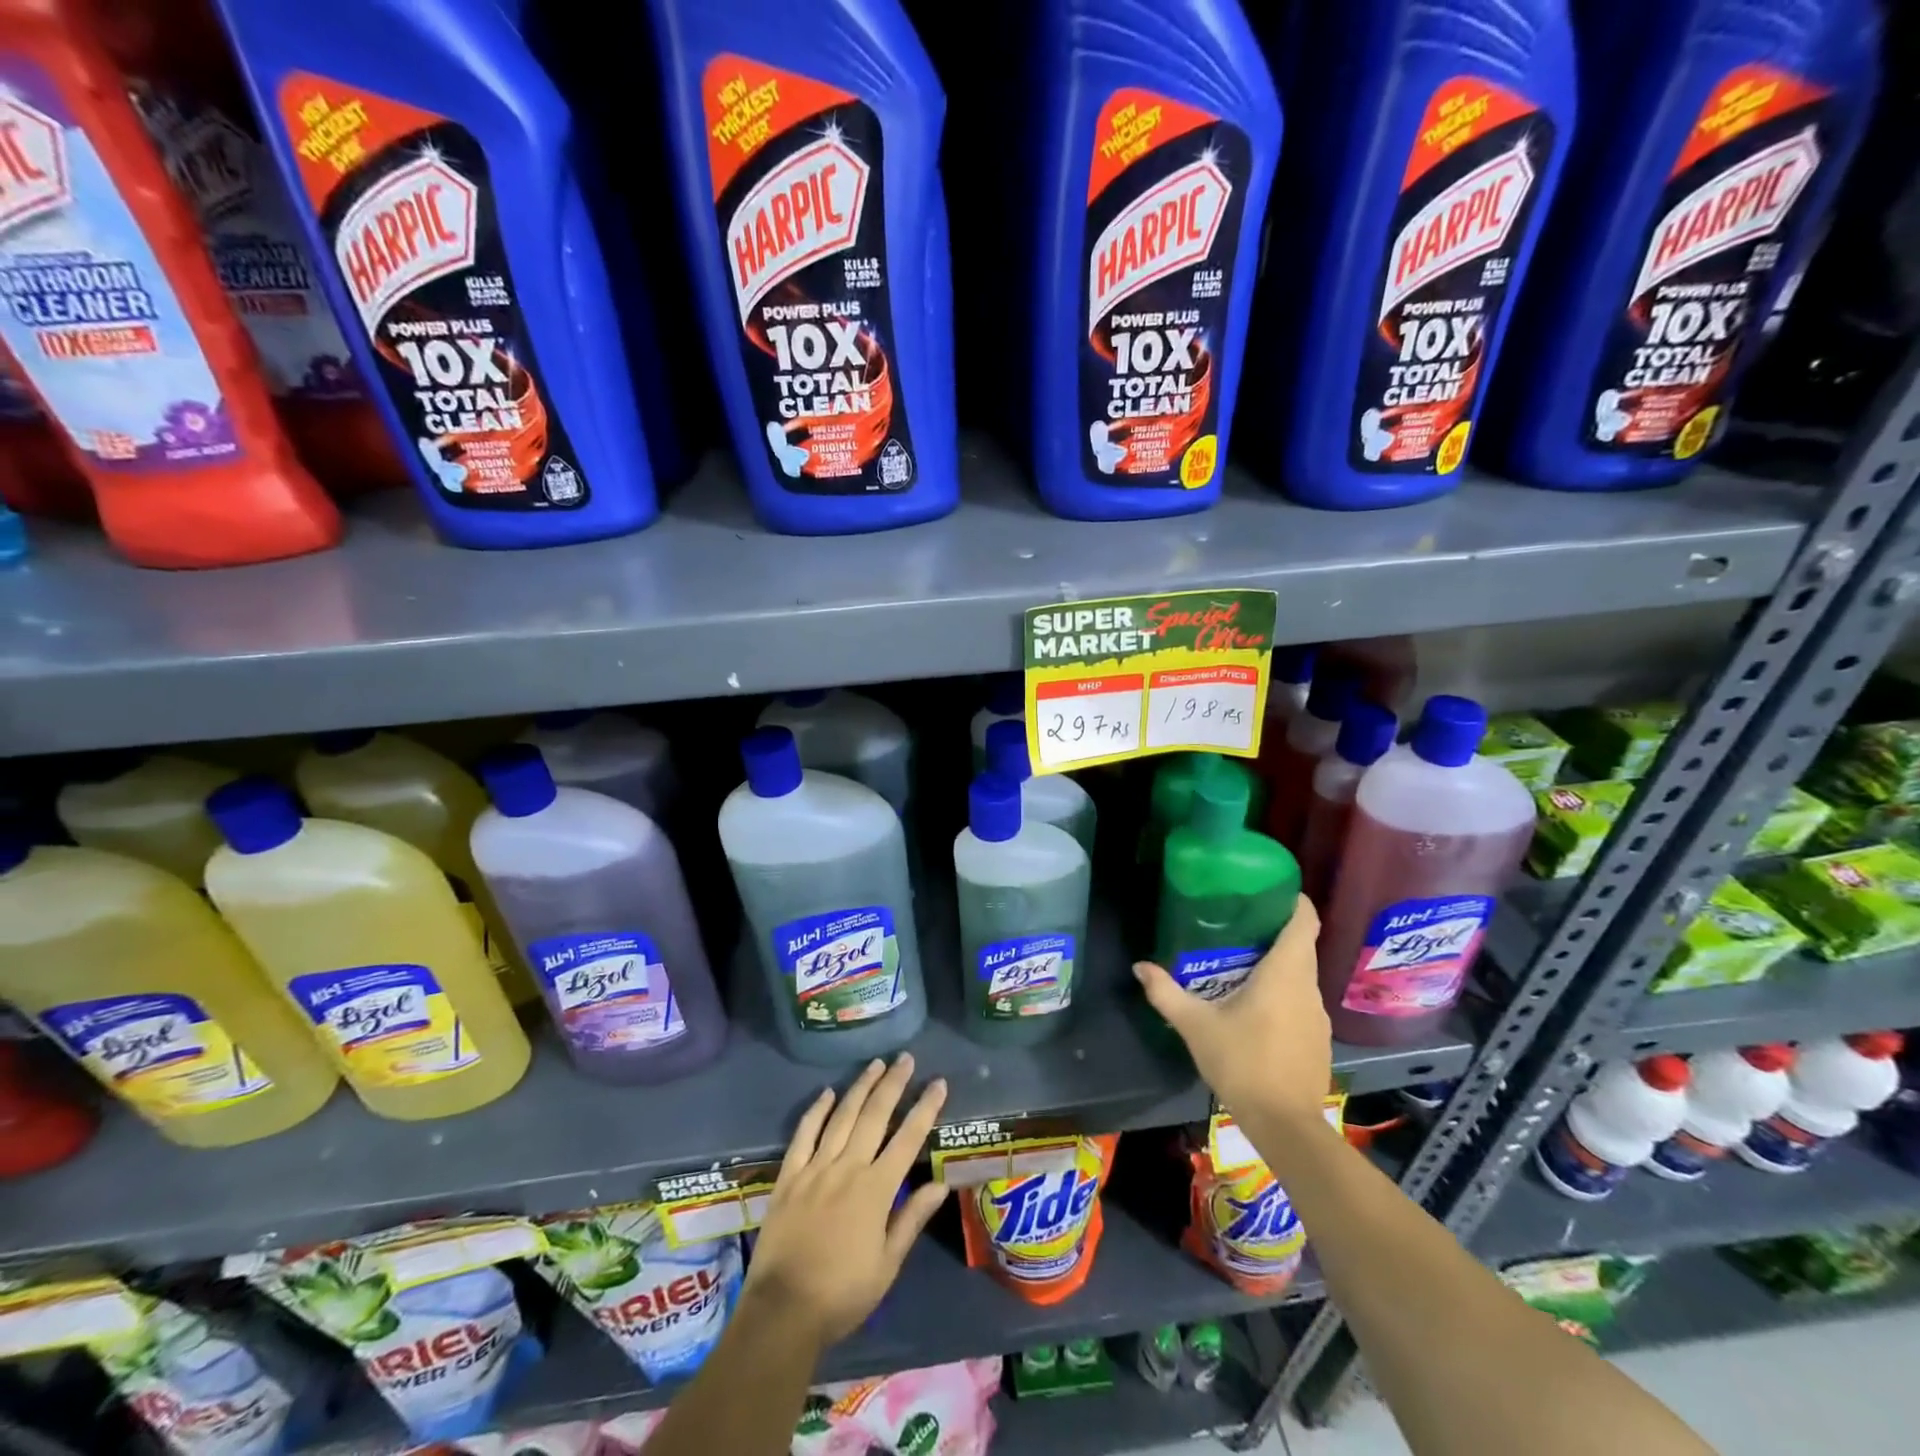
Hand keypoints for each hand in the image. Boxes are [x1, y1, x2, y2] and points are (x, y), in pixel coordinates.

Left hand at [742, 1054, 949, 1348]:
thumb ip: (911, 1219)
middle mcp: (847, 1168)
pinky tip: (828, 1092)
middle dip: (893, 1084)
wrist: (783, 1312)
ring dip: (860, 1087)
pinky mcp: (789, 1176)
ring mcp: (815, 1168)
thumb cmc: (842, 1294)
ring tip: (876, 1064)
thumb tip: (940, 1184)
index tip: (939, 1083)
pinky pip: (804, 1134)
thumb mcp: (887, 1265)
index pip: (908, 1139)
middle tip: (906, 1058)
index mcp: (876, 1190)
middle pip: (875, 1116)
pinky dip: (817, 1110)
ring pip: (842, 1117)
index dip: (925, 1108)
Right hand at [1134, 897, 1331, 1128]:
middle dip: (1274, 930)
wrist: (1285, 1125)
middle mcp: (1309, 987)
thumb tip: (1140, 966)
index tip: (1269, 889)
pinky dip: (1283, 992)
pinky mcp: (1318, 1038)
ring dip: (1278, 964)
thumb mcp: (1195, 1025)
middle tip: (1238, 922)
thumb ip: (1166, 992)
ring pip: (1301, 975)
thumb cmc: (1242, 1063)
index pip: (1305, 921)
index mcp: (1285, 973)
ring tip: (1241, 962)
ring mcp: (1318, 1015)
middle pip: (1301, 945)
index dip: (1293, 900)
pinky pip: (1302, 1000)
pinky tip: (1256, 1006)